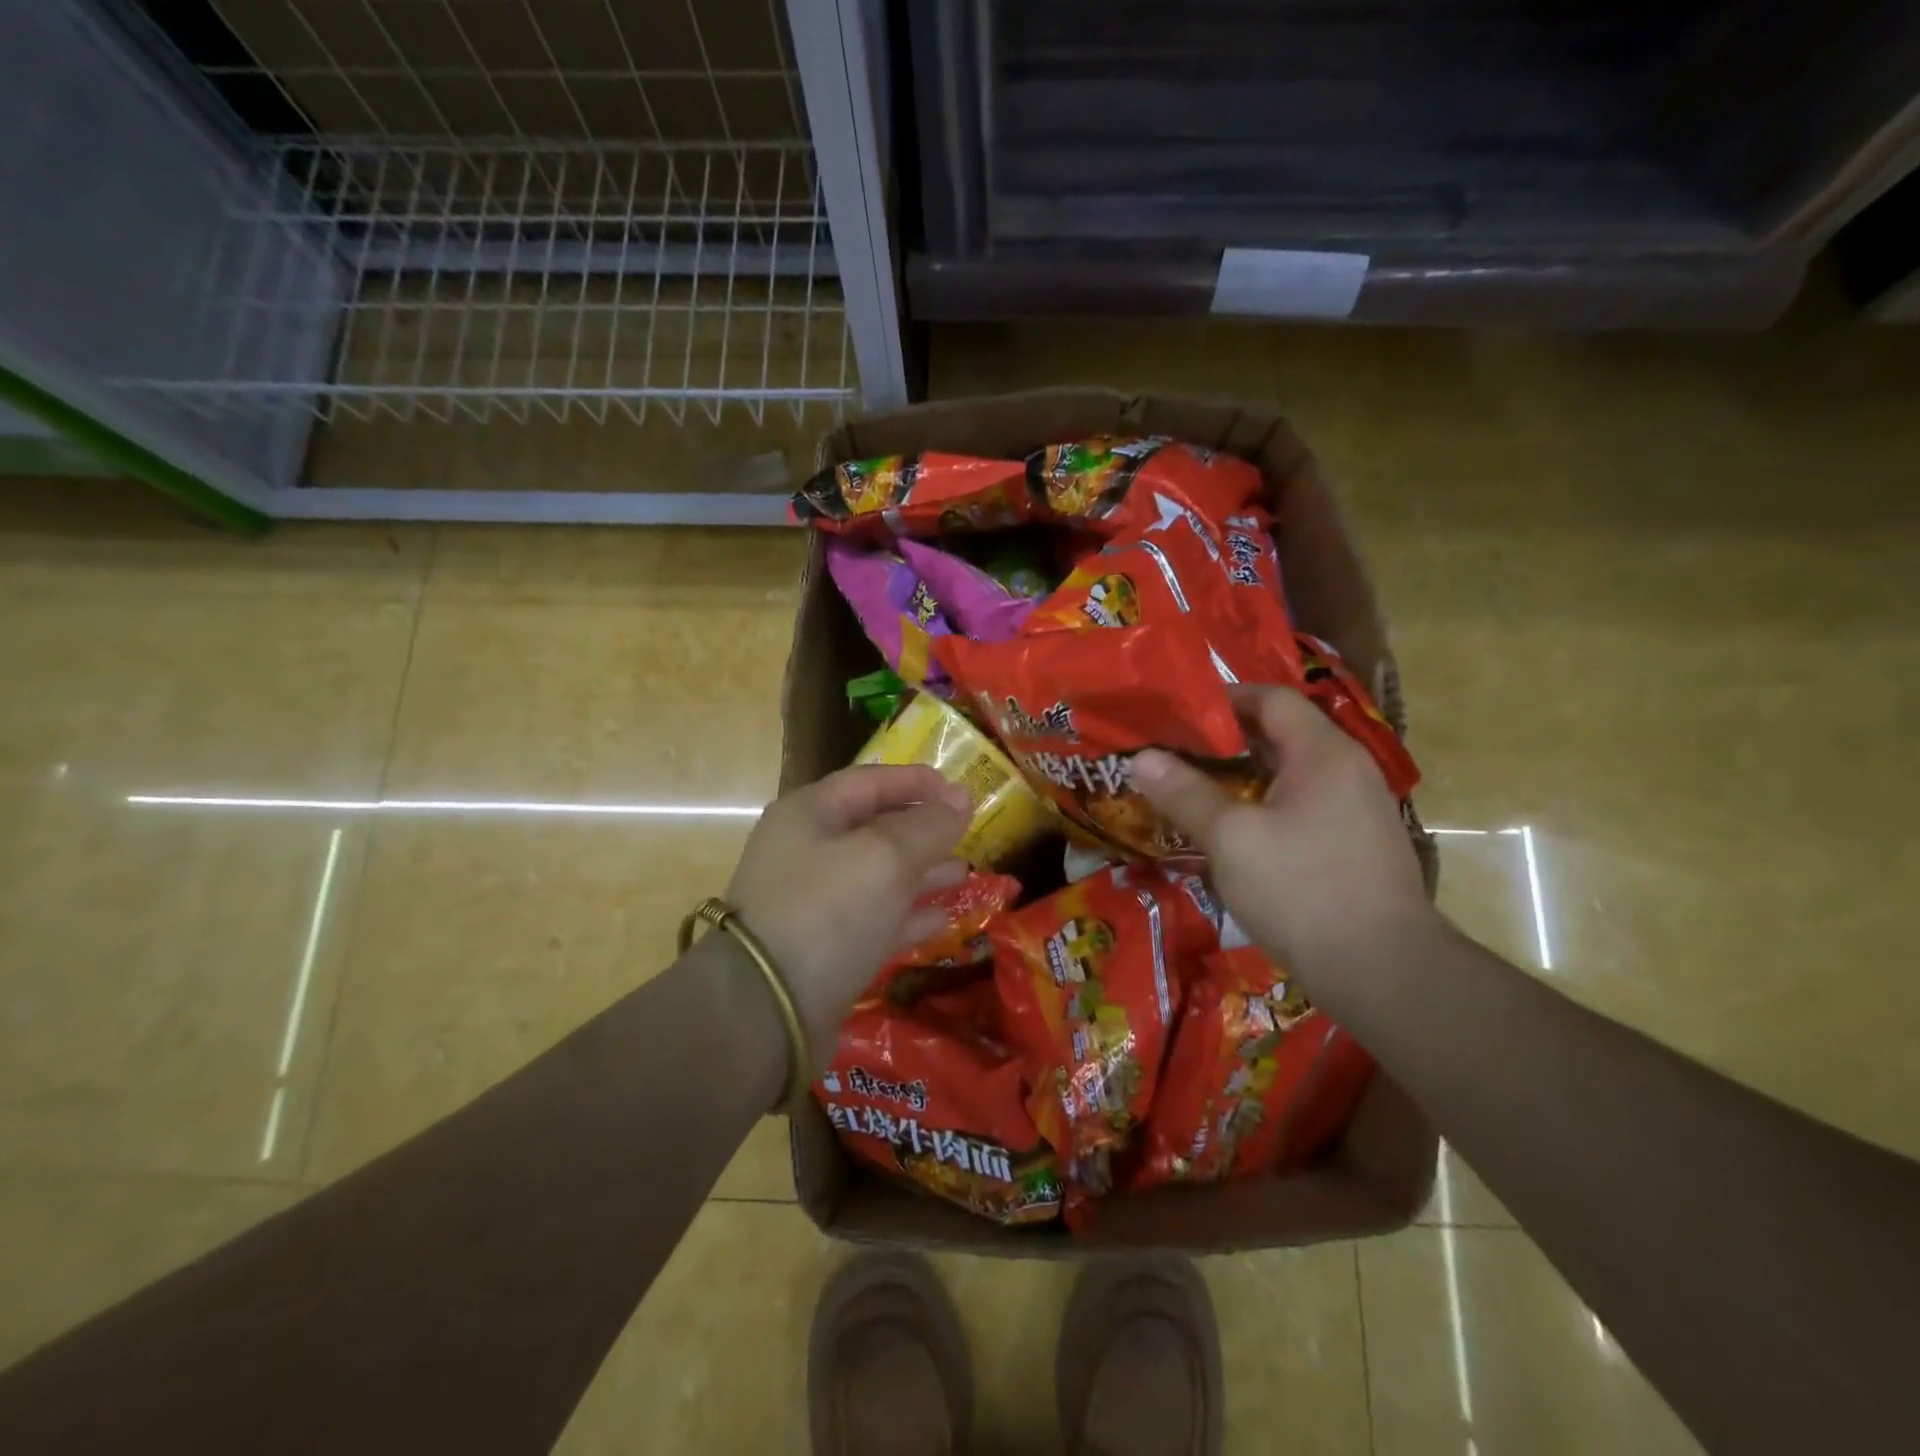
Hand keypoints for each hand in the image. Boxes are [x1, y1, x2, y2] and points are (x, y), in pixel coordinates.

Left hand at [726, 764, 971, 1065]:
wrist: (766, 1011)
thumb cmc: (827, 911)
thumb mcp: (885, 857)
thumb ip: (927, 826)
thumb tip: (960, 799)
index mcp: (810, 815)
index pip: (869, 782)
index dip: (915, 782)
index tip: (959, 789)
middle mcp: (807, 852)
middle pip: (874, 828)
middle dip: (922, 830)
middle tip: (967, 833)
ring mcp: (813, 903)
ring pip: (877, 876)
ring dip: (920, 873)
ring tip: (962, 873)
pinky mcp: (824, 949)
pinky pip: (874, 920)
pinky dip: (907, 917)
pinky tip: (942, 920)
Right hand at [1131, 685, 1431, 985]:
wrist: (1384, 973)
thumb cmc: (1302, 890)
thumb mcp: (1231, 839)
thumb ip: (1185, 794)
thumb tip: (1141, 758)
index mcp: (1324, 754)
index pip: (1271, 699)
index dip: (1223, 699)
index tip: (1177, 714)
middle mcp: (1347, 771)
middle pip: (1279, 735)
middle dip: (1223, 742)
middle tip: (1173, 753)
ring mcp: (1356, 811)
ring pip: (1288, 776)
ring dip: (1240, 779)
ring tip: (1191, 790)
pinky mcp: (1353, 847)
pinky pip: (1300, 809)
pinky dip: (1262, 808)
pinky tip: (1229, 834)